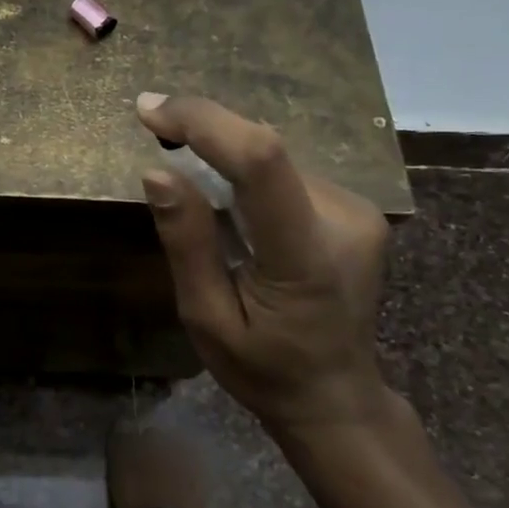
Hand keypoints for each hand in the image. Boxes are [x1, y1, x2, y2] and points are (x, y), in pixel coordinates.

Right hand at [135, 92, 390, 436]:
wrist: (336, 396)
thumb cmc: (263, 370)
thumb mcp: (206, 318)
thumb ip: (188, 244)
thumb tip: (157, 172)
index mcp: (304, 257)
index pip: (261, 163)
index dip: (205, 123)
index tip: (150, 112)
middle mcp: (344, 220)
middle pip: (266, 152)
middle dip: (206, 136)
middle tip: (155, 134)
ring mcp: (358, 212)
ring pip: (275, 159)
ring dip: (225, 156)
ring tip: (190, 183)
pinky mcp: (356, 209)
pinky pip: (287, 175)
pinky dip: (247, 174)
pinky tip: (230, 206)